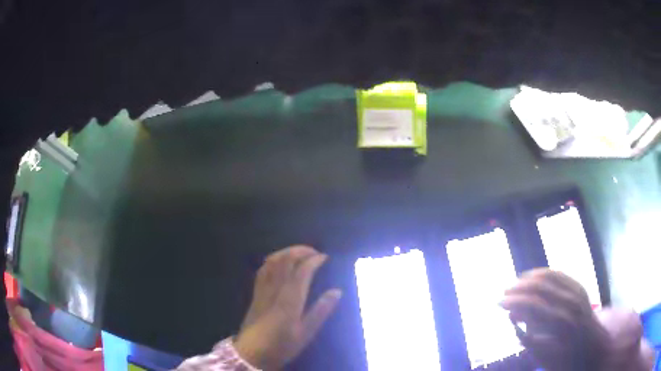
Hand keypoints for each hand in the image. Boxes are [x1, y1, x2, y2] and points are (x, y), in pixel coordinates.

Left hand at [234, 245, 341, 369]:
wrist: (251, 353)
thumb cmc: (282, 346)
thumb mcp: (306, 333)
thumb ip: (321, 311)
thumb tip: (337, 291)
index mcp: (290, 299)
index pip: (302, 270)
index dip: (314, 260)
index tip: (325, 257)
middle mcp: (275, 289)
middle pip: (285, 260)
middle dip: (301, 250)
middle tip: (315, 252)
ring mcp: (263, 289)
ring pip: (272, 261)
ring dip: (287, 252)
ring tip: (300, 253)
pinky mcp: (255, 293)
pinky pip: (263, 269)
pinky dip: (273, 260)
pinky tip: (279, 262)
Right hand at [500, 269, 609, 370]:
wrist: (592, 347)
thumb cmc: (565, 358)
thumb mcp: (543, 356)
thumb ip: (526, 336)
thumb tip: (512, 316)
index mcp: (561, 322)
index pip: (533, 303)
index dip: (513, 301)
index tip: (497, 303)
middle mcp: (570, 301)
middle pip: (541, 286)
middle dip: (519, 288)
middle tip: (503, 293)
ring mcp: (577, 291)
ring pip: (550, 276)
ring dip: (529, 278)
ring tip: (515, 284)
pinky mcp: (579, 286)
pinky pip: (559, 274)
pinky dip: (544, 273)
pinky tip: (533, 276)